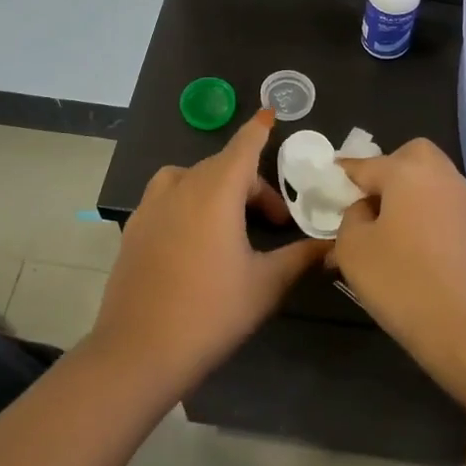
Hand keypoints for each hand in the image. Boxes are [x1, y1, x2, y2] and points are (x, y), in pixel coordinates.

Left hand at [93, 110, 327, 394]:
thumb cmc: (210, 312)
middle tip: (274, 222)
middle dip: (251, 184)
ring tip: (231, 221)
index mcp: (216, 191)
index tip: (270, 113)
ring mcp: (151, 207)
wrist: (138, 353)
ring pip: (190, 178)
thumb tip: (332, 245)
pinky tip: (196, 237)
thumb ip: (301, 257)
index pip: (243, 146)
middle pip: (222, 166)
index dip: (259, 130)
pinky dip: (188, 200)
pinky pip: (167, 197)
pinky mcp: (133, 228)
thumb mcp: (266, 285)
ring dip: (216, 187)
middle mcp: (181, 187)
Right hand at [332, 141, 465, 403]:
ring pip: (431, 181)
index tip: (327, 183)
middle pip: (410, 157)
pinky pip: (445, 207)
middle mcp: (441, 175)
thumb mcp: (354, 250)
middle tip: (368, 202)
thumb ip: (350, 218)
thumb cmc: (403, 282)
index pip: (365, 164)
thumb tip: (364, 209)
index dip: (342, 175)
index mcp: (408, 171)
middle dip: (387, 171)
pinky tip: (413, 247)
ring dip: (408, 195)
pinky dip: (427, 215)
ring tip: (387, 230)